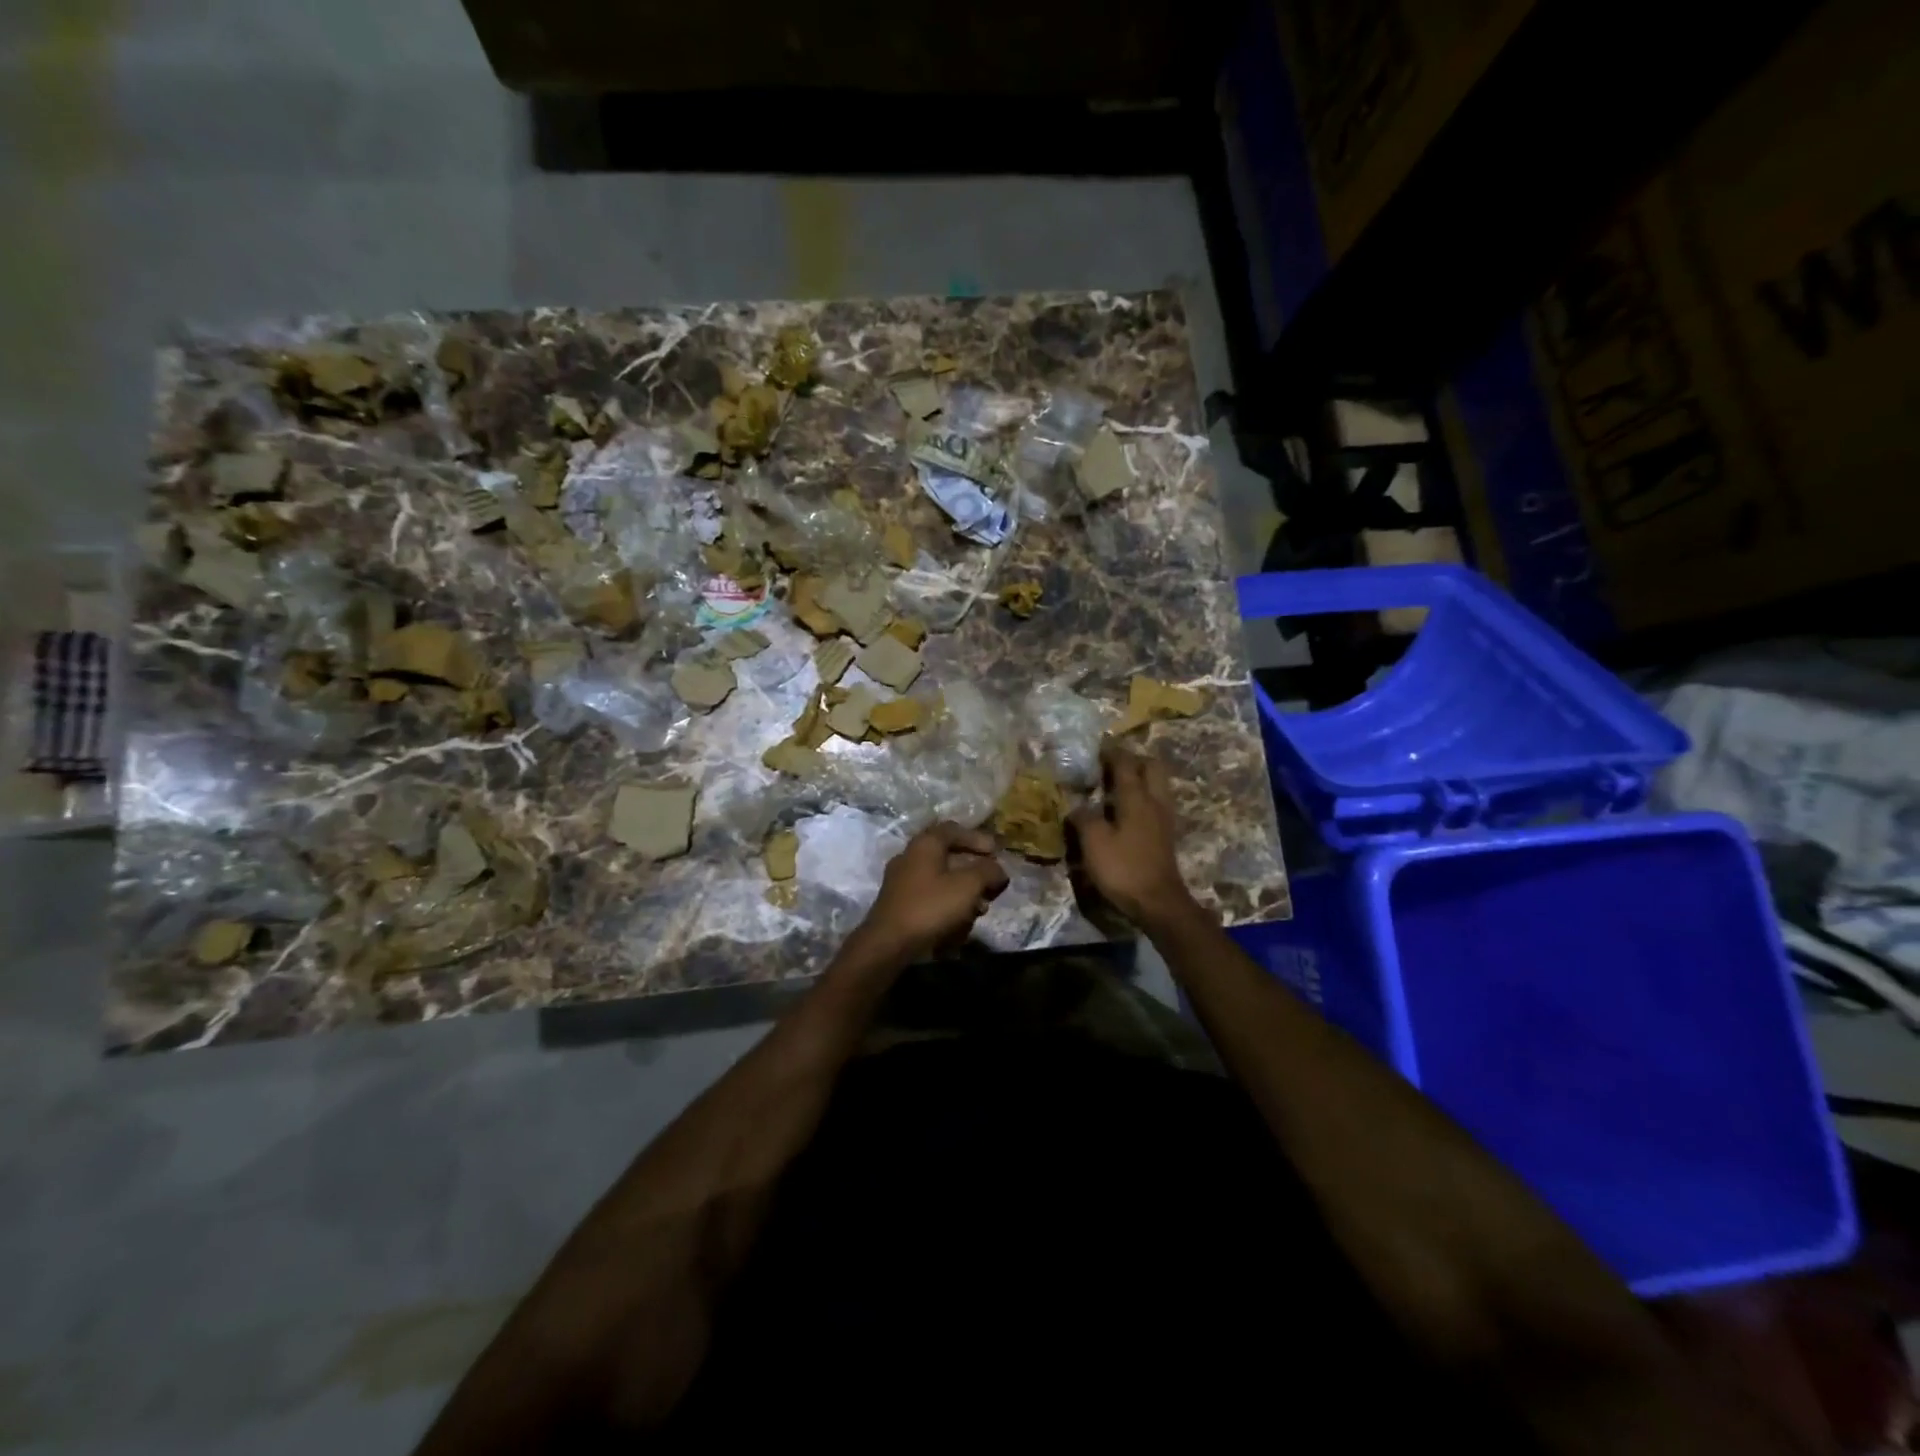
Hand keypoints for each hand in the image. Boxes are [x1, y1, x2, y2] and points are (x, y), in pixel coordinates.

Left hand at [856, 822, 1009, 962]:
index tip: (996, 852)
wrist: (888, 943)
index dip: (977, 838)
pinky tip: (960, 923)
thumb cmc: (931, 907)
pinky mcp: (900, 904)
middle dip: (974, 871)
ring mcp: (902, 881)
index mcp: (925, 844)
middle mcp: (910, 857)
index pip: (953, 829)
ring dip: (964, 891)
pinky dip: (948, 904)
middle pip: (948, 856)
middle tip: (992, 884)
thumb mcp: (968, 885)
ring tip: (981, 909)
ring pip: (941, 879)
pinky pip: (930, 897)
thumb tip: (999, 870)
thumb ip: (988, 872)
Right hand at [1068, 743, 1196, 927]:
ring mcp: (1164, 818)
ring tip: (1117, 784)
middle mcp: (1154, 801)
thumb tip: (1077, 806)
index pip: (1125, 764)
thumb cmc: (1124, 868)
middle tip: (1112, 763)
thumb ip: (1084, 818)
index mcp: (1136, 798)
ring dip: (1140, 777)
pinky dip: (1142, 796)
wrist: (1158, 902)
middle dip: (1133, 759)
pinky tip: (1126, 809)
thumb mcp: (1094, 842)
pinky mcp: (1165, 835)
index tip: (1099, 744)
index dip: (1112, 751)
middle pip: (1151, 767)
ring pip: (1157, 784)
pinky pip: (1155, 802)